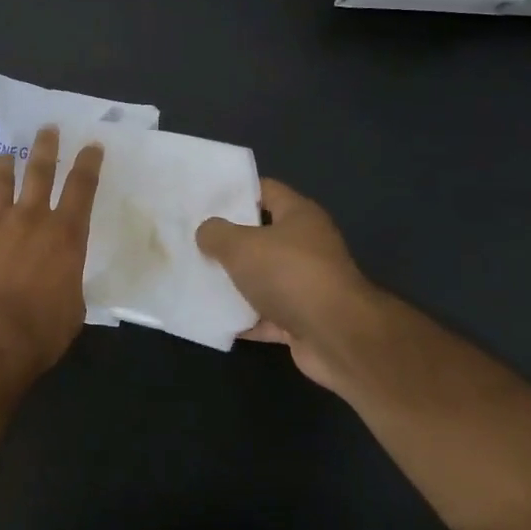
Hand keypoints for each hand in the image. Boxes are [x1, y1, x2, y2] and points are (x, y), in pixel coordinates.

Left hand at [0, 125, 103, 371]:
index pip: (82, 188)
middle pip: (39, 172)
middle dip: (45, 147)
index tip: (91, 145)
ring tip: (3, 157)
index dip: (88, 163)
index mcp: (64, 234)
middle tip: (46, 129)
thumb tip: (59, 281)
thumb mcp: (73, 307)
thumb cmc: (42, 328)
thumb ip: (66, 282)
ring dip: (2, 168)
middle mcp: (29, 219)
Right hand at [196, 179, 379, 392]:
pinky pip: (266, 314)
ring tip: (195, 277)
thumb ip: (216, 234)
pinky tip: (214, 318)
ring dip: (234, 282)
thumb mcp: (240, 246)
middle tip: (192, 239)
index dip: (235, 192)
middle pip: (261, 236)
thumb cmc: (290, 275)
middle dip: (228, 240)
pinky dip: (244, 318)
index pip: (265, 191)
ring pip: (262, 278)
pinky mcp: (303, 320)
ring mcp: (307, 285)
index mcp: (299, 216)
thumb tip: (206, 232)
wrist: (338, 338)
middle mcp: (307, 246)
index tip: (203, 199)